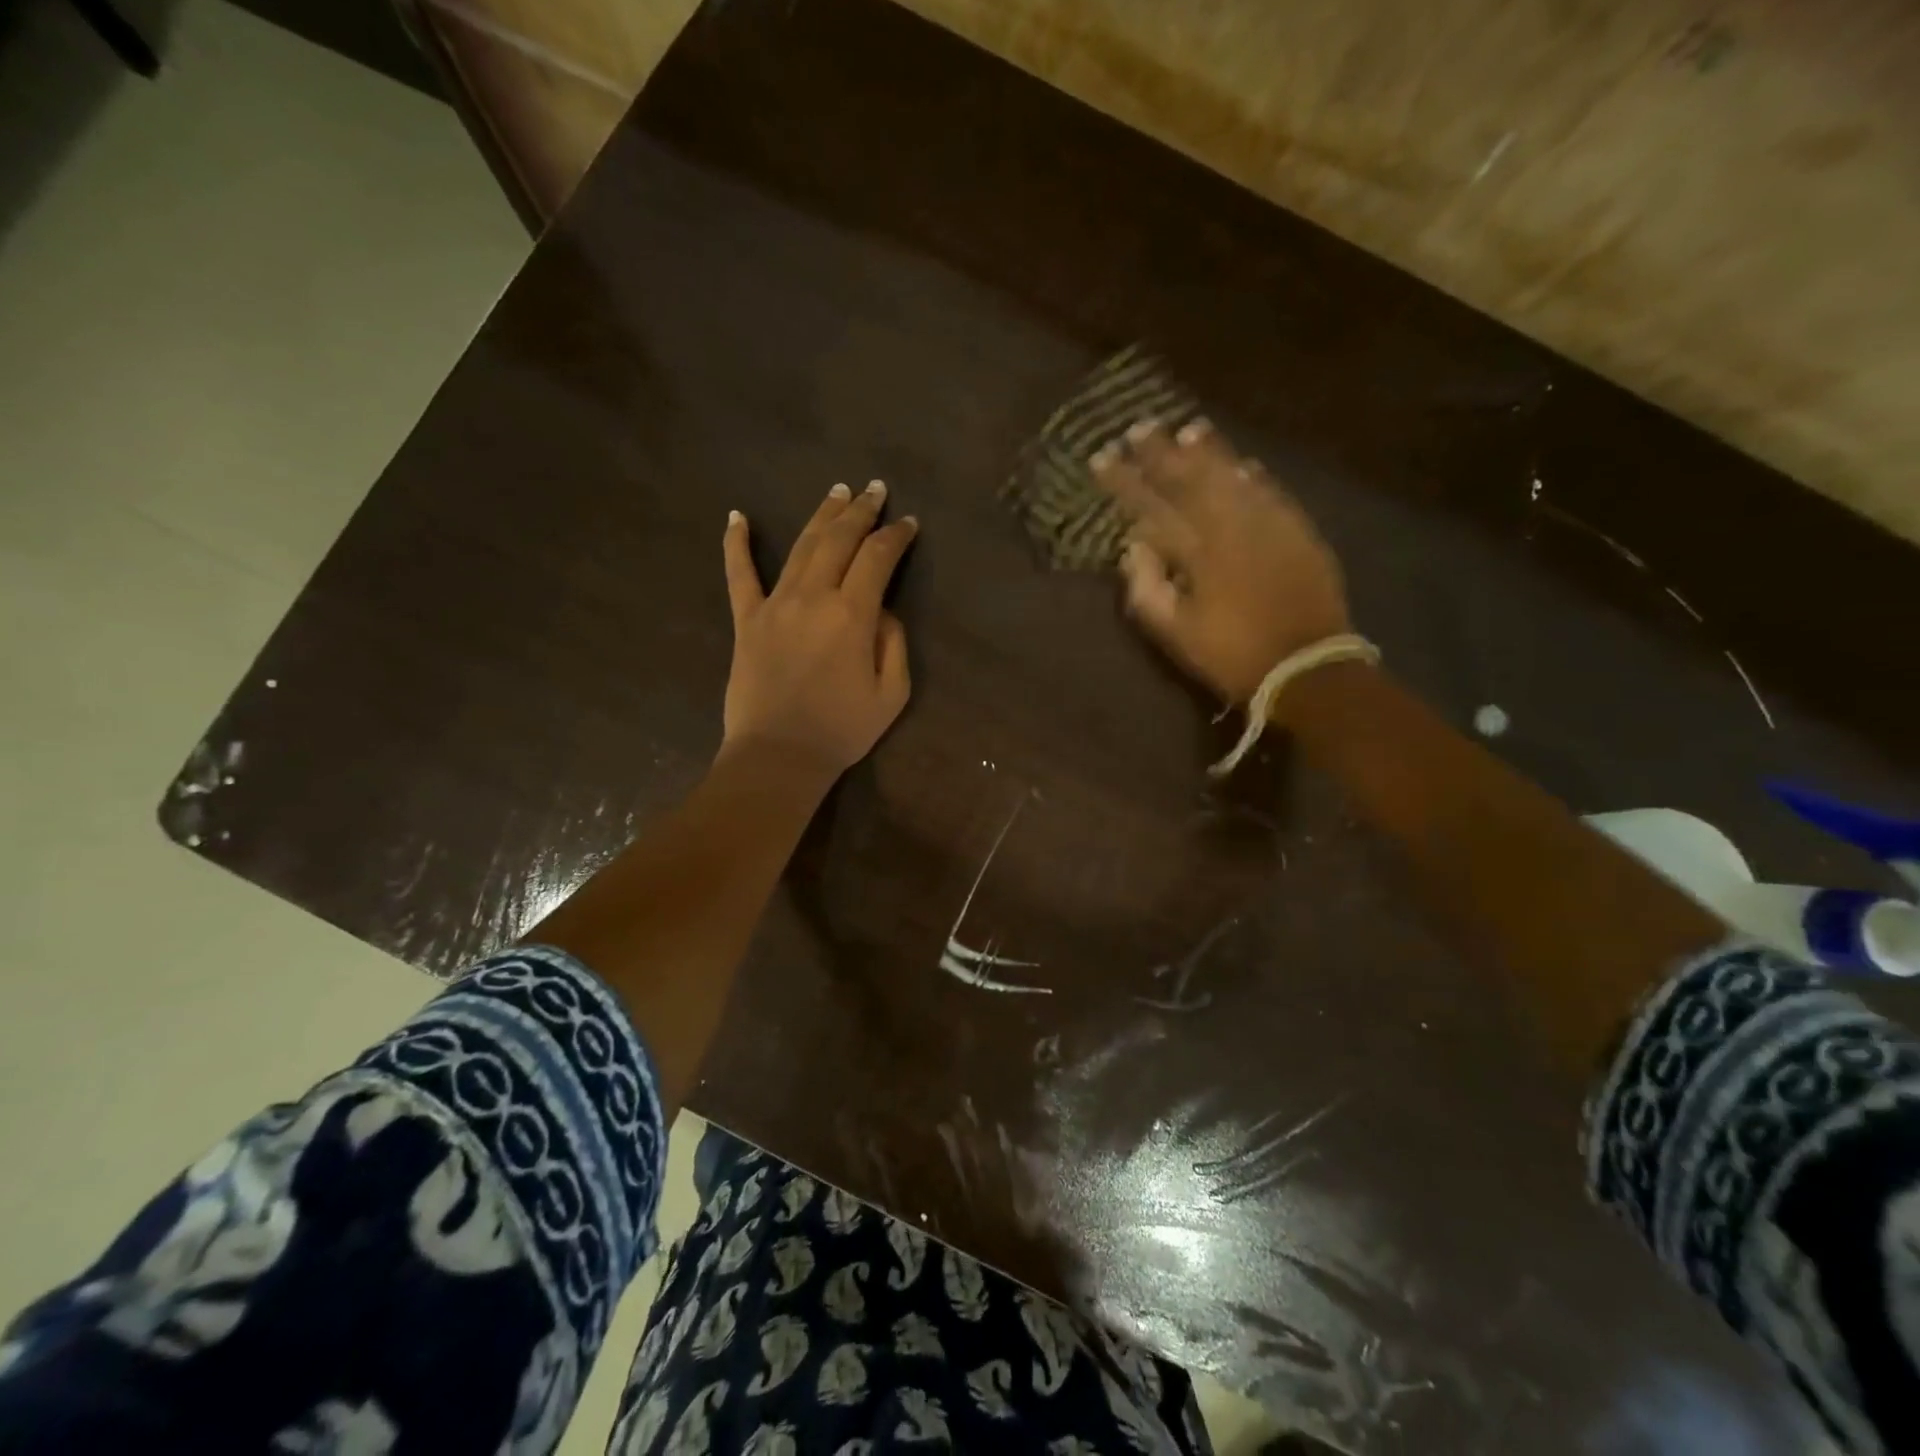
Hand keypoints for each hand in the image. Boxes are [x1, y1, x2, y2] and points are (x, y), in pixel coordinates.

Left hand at [720, 480, 916, 779]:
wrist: (778, 756)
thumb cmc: (842, 730)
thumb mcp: (892, 694)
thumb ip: (893, 643)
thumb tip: (881, 611)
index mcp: (852, 614)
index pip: (878, 558)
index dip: (896, 536)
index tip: (908, 523)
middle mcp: (813, 596)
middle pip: (839, 539)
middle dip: (861, 510)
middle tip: (876, 490)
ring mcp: (775, 604)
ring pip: (801, 546)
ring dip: (822, 515)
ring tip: (837, 491)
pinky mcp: (746, 620)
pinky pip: (739, 574)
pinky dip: (736, 544)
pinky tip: (736, 517)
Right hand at [1091, 419, 1351, 703]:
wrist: (1306, 664)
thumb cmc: (1232, 654)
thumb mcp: (1176, 633)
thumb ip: (1147, 589)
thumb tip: (1133, 548)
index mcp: (1197, 552)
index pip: (1151, 506)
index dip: (1123, 481)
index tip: (1100, 458)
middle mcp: (1231, 525)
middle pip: (1190, 480)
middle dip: (1160, 453)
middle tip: (1138, 428)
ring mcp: (1268, 523)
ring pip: (1231, 476)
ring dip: (1207, 452)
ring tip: (1186, 430)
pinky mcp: (1297, 530)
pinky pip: (1269, 490)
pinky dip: (1251, 474)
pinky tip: (1240, 462)